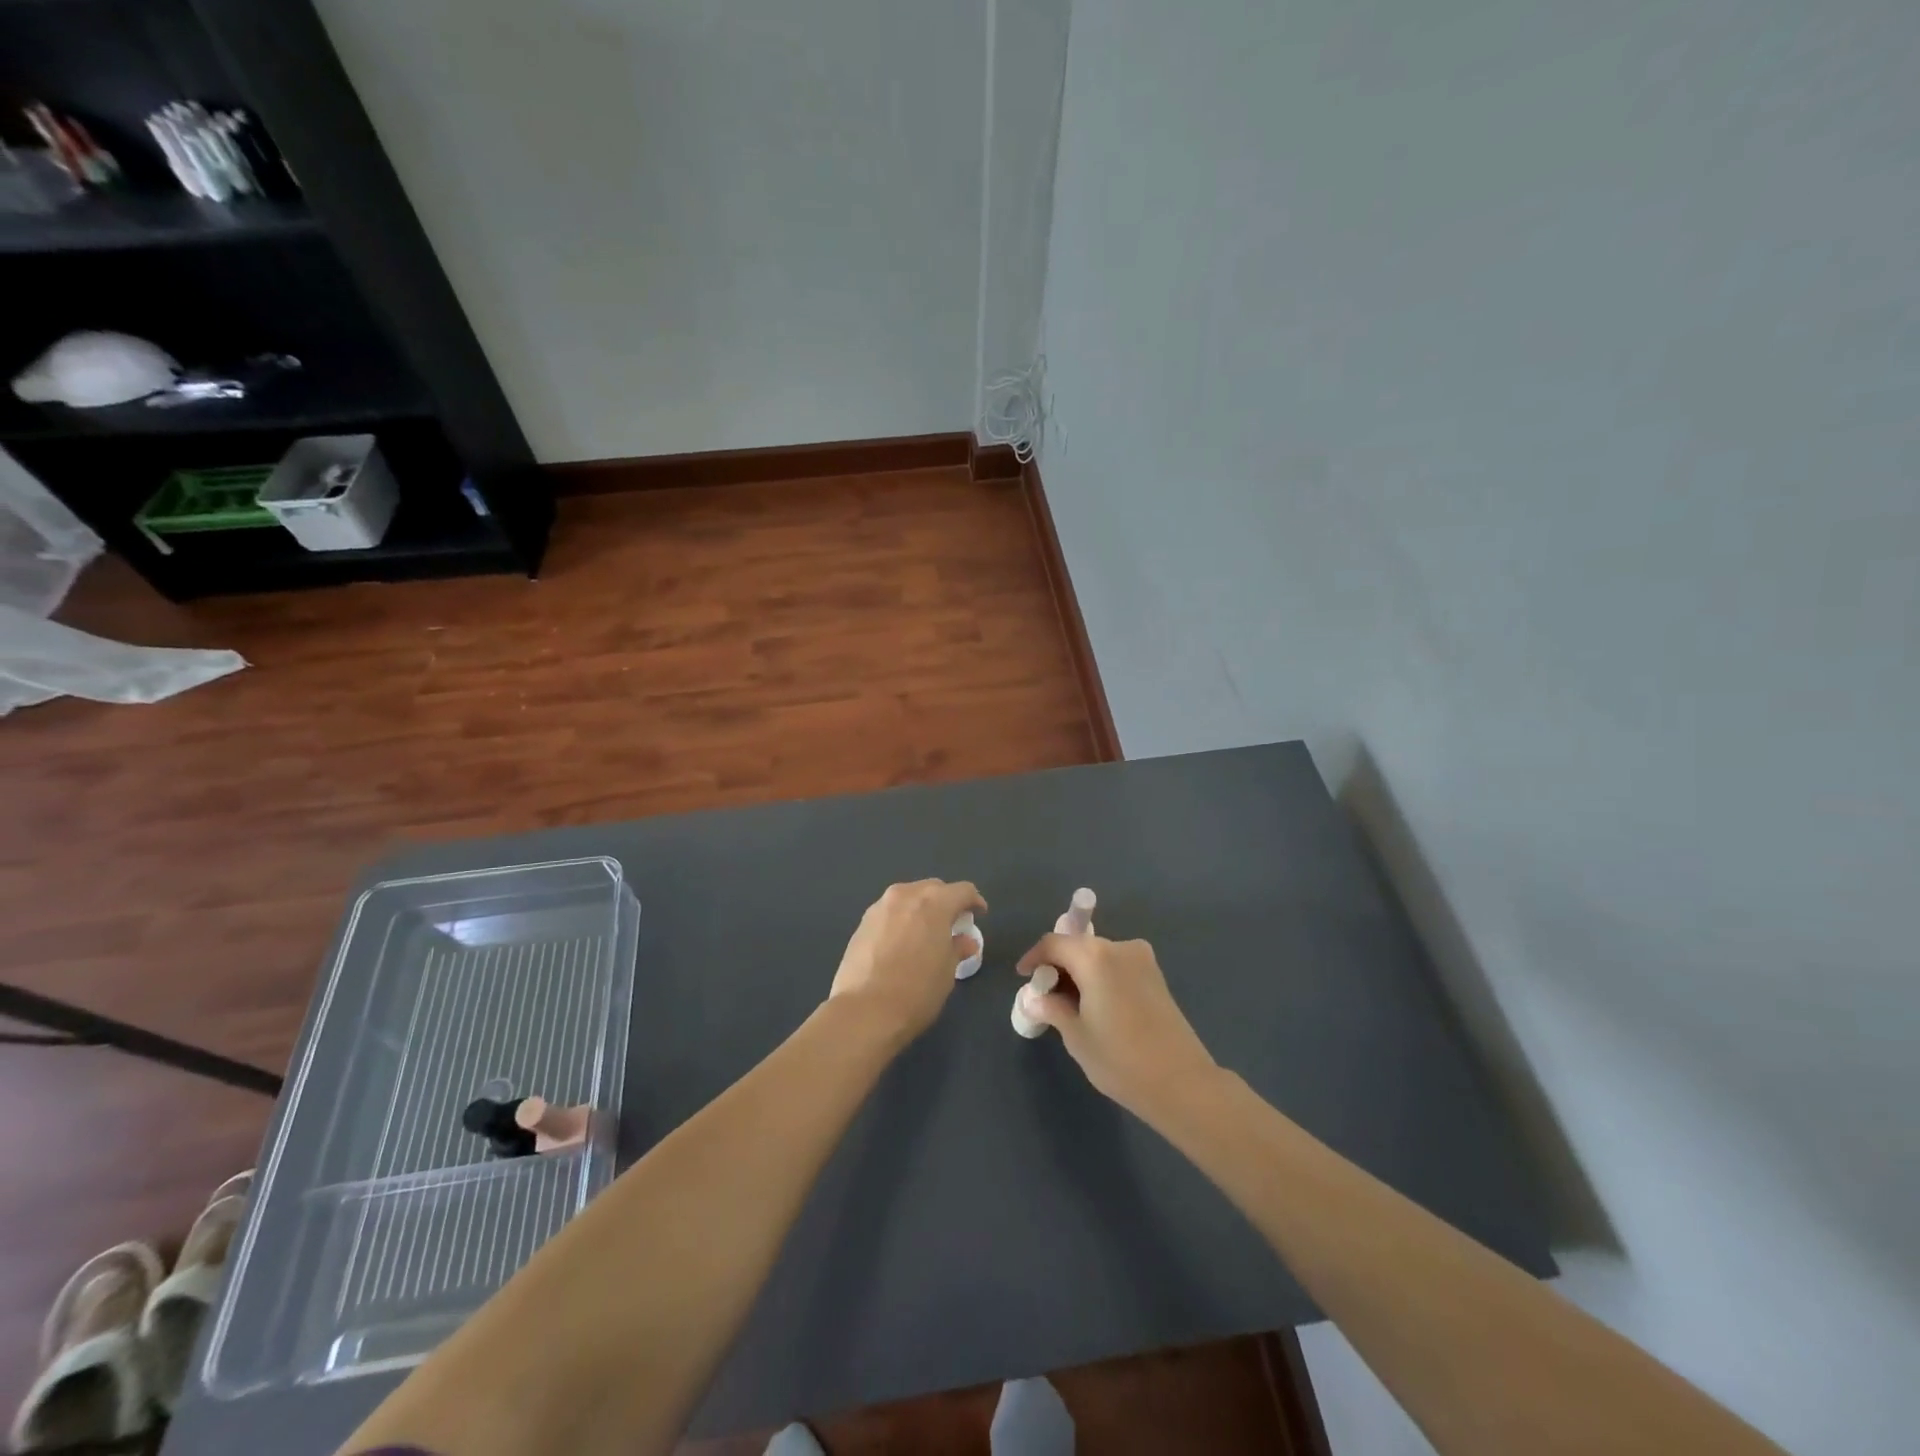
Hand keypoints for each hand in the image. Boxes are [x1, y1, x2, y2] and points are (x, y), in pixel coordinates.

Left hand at [829, 879, 986, 1042]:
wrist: (865, 1010)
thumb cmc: (917, 990)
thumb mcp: (947, 971)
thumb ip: (958, 948)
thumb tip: (965, 941)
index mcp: (934, 902)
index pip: (962, 891)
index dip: (974, 901)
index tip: (979, 915)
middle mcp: (906, 895)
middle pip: (933, 889)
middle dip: (946, 902)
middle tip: (953, 925)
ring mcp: (880, 907)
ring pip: (908, 898)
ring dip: (921, 909)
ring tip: (926, 933)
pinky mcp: (862, 923)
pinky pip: (890, 912)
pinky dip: (901, 920)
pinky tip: (902, 943)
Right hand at [1015, 932, 1218, 1116]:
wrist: (1182, 1083)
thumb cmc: (1121, 1060)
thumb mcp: (1077, 1036)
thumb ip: (1052, 1009)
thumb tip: (1035, 999)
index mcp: (1095, 956)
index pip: (1054, 944)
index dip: (1035, 957)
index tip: (1023, 976)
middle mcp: (1120, 948)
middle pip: (1078, 946)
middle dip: (1058, 965)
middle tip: (1044, 995)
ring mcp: (1142, 960)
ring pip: (1099, 956)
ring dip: (1080, 972)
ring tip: (1068, 1004)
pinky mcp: (1156, 976)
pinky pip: (1117, 966)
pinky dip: (1100, 978)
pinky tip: (1095, 1006)